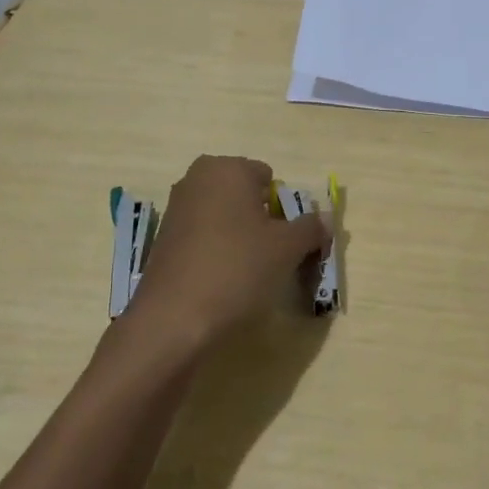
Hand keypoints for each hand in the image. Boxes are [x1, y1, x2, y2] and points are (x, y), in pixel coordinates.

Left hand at [120, 155, 328, 355]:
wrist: (174, 319)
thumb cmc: (237, 269)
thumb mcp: (287, 248)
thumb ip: (310, 228)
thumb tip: (325, 219)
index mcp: (226, 169)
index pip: (268, 178)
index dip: (285, 209)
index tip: (290, 240)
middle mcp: (196, 180)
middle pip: (245, 196)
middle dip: (262, 221)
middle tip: (273, 255)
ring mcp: (175, 210)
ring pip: (224, 218)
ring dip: (240, 238)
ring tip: (250, 273)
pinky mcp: (163, 240)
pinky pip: (203, 238)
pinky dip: (217, 253)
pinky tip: (223, 282)